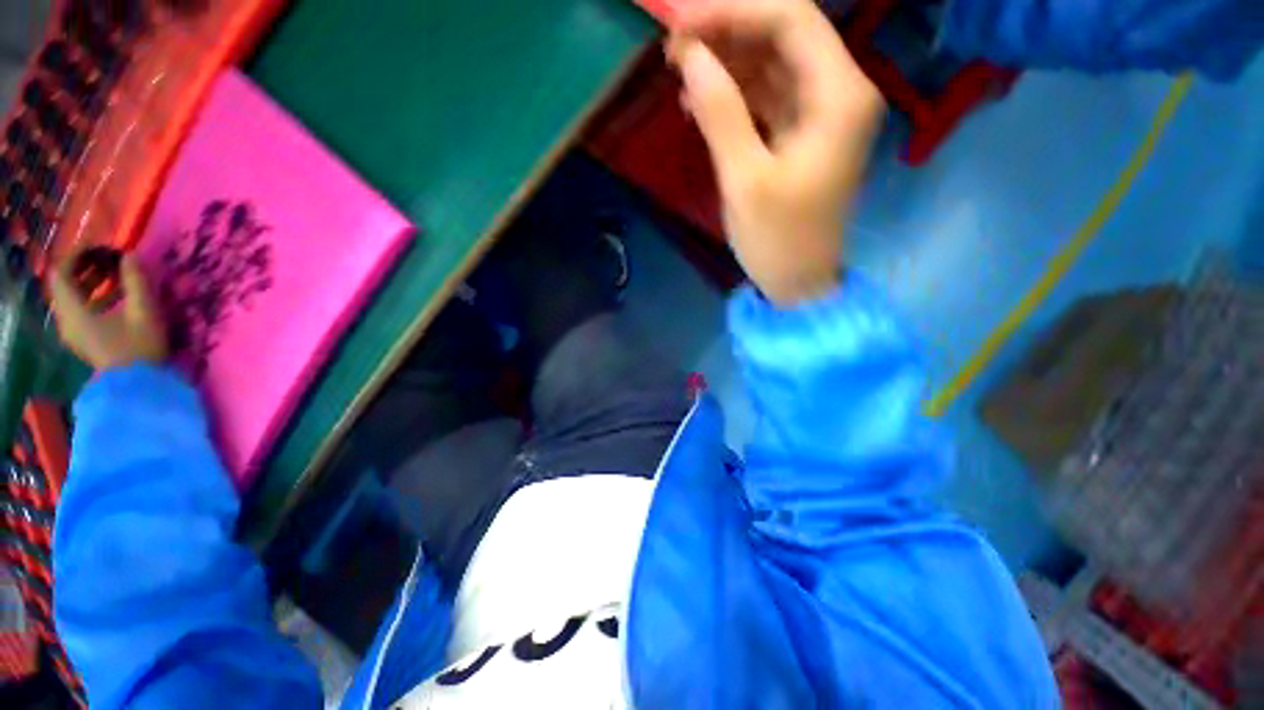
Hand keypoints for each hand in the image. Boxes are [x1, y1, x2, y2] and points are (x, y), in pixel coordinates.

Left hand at [50, 251, 167, 371]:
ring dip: (90, 283)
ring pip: (72, 298)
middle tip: (107, 259)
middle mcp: (66, 319)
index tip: (98, 247)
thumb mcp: (144, 312)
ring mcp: (74, 332)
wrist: (138, 386)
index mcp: (74, 311)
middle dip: (84, 268)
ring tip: (114, 276)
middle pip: (64, 285)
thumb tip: (130, 254)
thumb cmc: (139, 347)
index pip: (60, 273)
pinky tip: (115, 298)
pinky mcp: (83, 339)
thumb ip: (136, 281)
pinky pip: (79, 311)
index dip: (76, 256)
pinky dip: (93, 298)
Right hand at [668, 0, 884, 304]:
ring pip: (771, 65)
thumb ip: (721, 113)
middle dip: (726, 33)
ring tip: (679, 75)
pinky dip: (733, 95)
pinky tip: (700, 102)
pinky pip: (766, 97)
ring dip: (726, 64)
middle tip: (673, 48)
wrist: (798, 281)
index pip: (791, 19)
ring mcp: (819, 113)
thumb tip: (690, 57)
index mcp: (840, 96)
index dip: (732, 12)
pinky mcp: (800, 134)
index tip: (679, 23)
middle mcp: (838, 92)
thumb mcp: (745, 180)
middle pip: (782, 35)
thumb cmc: (778, 239)